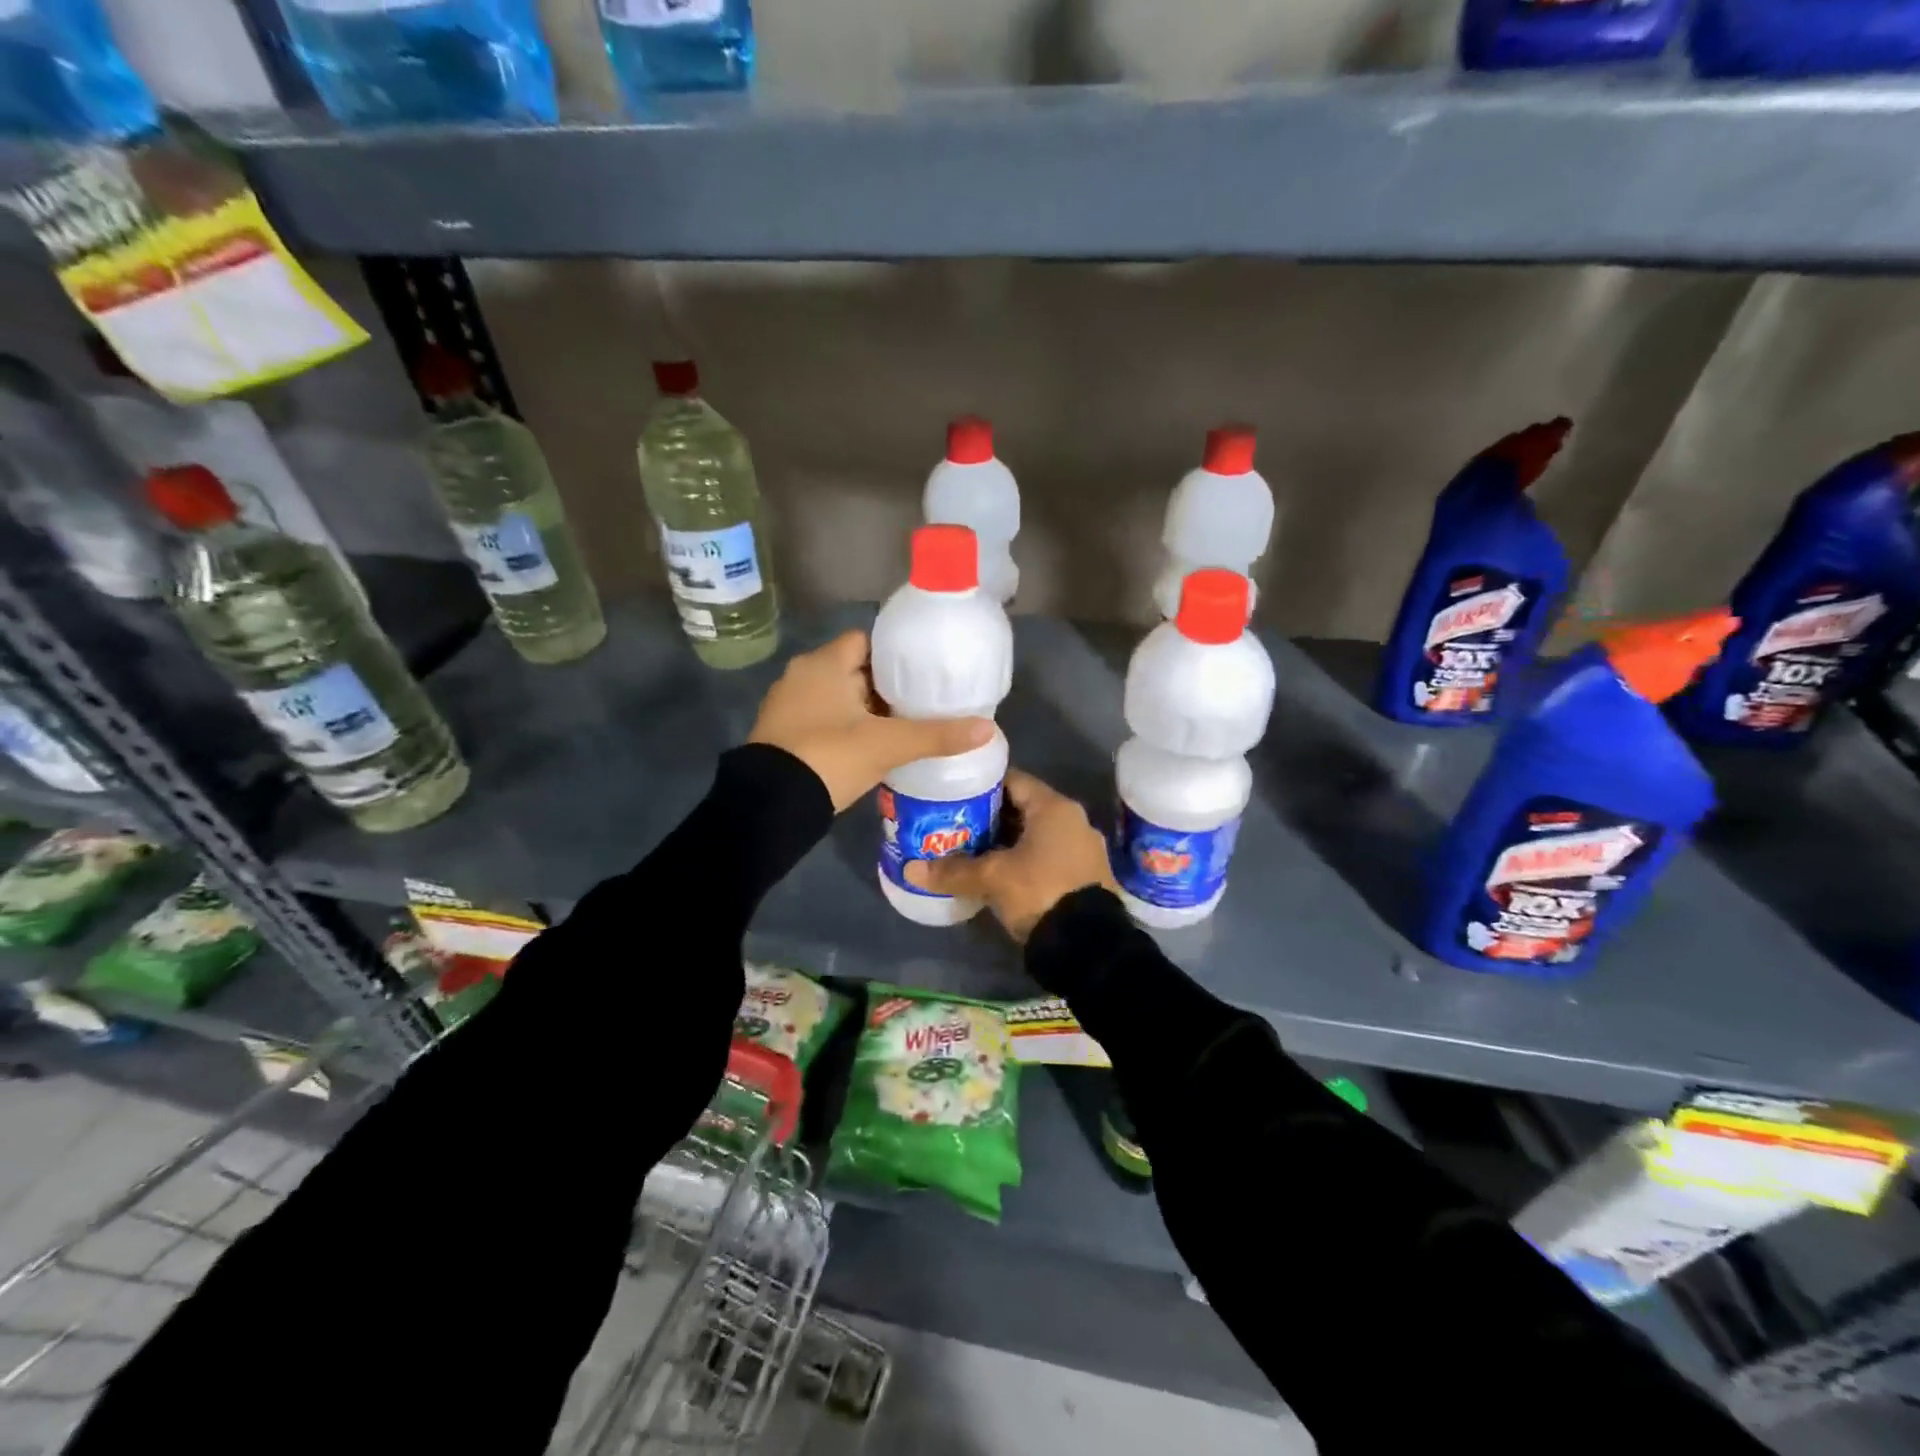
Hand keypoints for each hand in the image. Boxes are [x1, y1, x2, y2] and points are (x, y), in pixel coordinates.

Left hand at [748, 629, 993, 811]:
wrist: (771, 805)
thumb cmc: (830, 757)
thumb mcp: (888, 745)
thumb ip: (937, 735)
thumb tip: (987, 728)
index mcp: (824, 663)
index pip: (865, 641)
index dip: (894, 655)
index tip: (921, 673)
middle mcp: (802, 675)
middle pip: (852, 669)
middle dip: (883, 686)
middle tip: (918, 703)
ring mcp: (788, 705)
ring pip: (837, 696)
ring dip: (864, 709)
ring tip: (899, 726)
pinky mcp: (782, 733)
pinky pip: (822, 718)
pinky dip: (844, 726)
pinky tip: (868, 746)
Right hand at [905, 770, 1116, 941]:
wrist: (1089, 945)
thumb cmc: (1040, 891)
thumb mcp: (992, 878)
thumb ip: (953, 871)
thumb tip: (911, 869)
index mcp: (1055, 807)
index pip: (1013, 780)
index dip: (983, 785)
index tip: (956, 795)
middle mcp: (1073, 820)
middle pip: (1024, 808)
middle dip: (991, 818)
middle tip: (957, 825)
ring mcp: (1083, 849)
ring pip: (1036, 835)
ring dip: (1008, 842)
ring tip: (973, 852)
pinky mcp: (1086, 876)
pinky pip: (1048, 857)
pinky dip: (1025, 861)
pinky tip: (1001, 876)